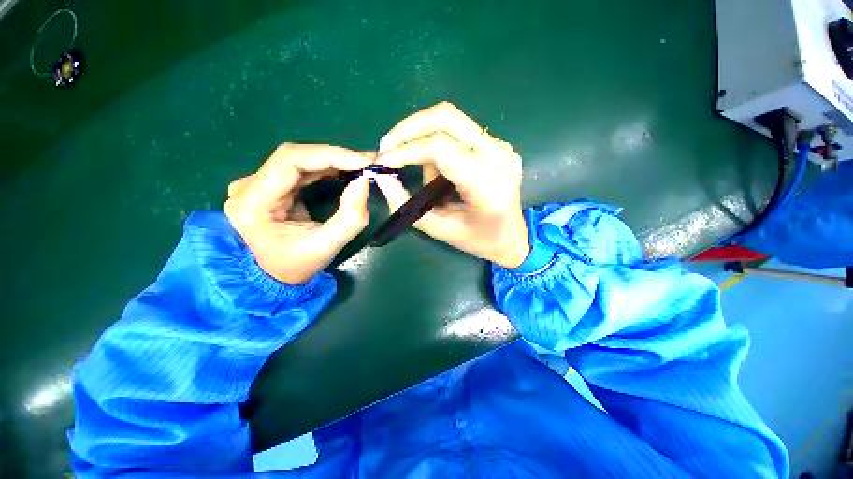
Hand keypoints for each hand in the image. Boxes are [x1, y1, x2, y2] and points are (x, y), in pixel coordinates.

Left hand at [225, 143, 371, 284]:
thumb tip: (364, 181)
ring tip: (360, 165)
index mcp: (253, 203)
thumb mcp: (326, 247)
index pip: (290, 161)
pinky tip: (344, 170)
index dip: (330, 155)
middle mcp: (247, 187)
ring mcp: (256, 184)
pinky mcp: (269, 186)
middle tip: (367, 162)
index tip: (362, 162)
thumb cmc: (296, 266)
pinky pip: (300, 169)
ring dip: (332, 161)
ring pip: (299, 160)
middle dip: (335, 157)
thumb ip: (350, 217)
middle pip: (294, 156)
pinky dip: (325, 168)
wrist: (273, 277)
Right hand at [374, 102, 529, 268]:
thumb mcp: (439, 229)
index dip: (406, 149)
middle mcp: (499, 157)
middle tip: (388, 146)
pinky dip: (436, 141)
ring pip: (451, 120)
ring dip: (421, 135)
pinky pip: (458, 131)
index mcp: (488, 185)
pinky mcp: (497, 145)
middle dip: (409, 128)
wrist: (513, 238)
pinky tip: (433, 165)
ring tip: (411, 163)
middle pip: (447, 118)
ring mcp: (501, 147)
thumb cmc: (478, 240)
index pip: (440, 148)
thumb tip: (381, 176)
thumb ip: (407, 204)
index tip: (383, 160)